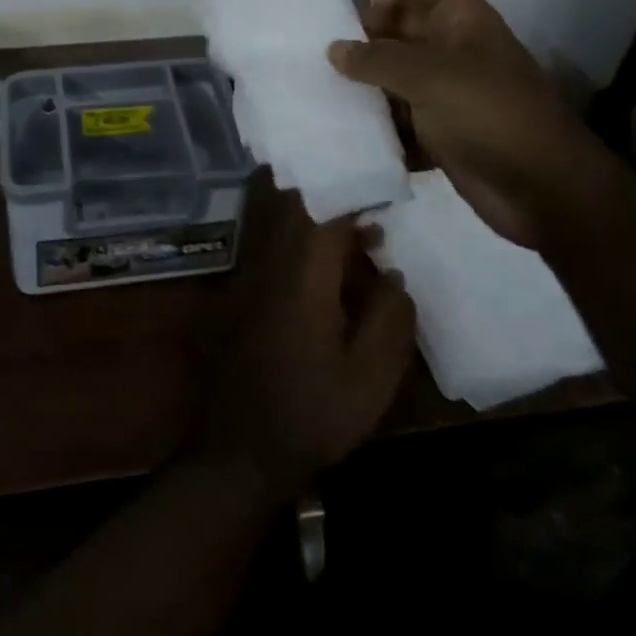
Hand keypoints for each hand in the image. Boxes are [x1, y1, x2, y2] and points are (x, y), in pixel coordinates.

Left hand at [194, 193, 415, 498]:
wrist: (241, 446)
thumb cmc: (311, 413)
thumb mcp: (368, 381)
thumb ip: (388, 322)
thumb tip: (394, 275)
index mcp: (304, 275)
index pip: (326, 212)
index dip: (355, 193)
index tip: (385, 189)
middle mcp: (272, 260)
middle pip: (296, 203)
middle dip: (332, 191)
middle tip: (370, 195)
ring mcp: (252, 271)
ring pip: (280, 217)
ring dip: (315, 209)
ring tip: (359, 222)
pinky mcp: (243, 288)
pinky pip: (272, 239)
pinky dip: (300, 232)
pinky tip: (329, 256)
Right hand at [331, 0, 616, 249]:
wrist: (546, 193)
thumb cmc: (491, 115)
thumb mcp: (431, 75)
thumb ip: (377, 58)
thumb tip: (335, 51)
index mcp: (457, 17)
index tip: (370, 16)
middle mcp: (445, 45)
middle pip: (393, 19)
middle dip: (359, 33)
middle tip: (334, 59)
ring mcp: (439, 88)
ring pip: (386, 68)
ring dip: (360, 80)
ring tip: (332, 95)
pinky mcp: (432, 127)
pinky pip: (391, 112)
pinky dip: (372, 120)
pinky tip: (351, 131)